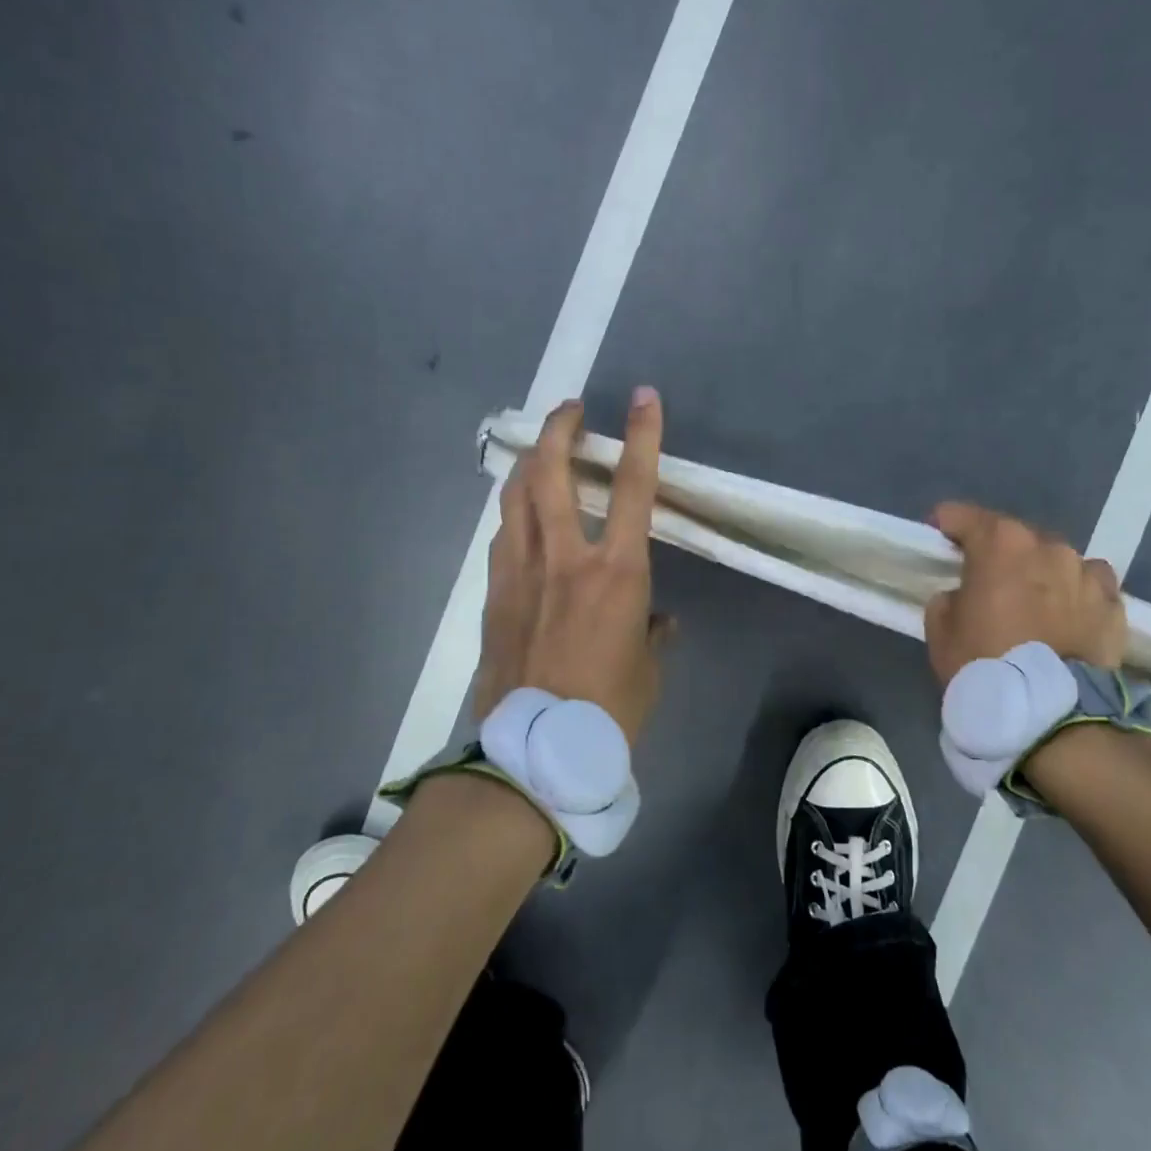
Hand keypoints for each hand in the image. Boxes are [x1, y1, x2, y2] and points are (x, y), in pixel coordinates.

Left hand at [472, 390, 672, 743]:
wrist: (534, 753)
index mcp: (617, 572)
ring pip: (516, 496)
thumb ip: (652, 633)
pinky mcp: (493, 594)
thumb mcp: (647, 669)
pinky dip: (514, 514)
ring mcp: (520, 572)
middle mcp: (565, 557)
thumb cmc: (609, 711)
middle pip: (552, 470)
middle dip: (560, 428)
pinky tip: (520, 520)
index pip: (635, 487)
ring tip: (542, 454)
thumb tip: (656, 621)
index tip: (642, 398)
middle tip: (570, 411)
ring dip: (530, 464)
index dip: (642, 435)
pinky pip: (502, 537)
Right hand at [924, 502, 1125, 683]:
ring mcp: (1086, 572)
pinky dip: (1075, 594)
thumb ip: (949, 597)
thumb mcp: (941, 629)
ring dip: (1039, 573)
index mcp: (1000, 543)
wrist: (1053, 714)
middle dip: (997, 553)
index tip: (938, 540)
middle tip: (985, 581)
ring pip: (1055, 560)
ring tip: (1031, 604)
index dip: (946, 526)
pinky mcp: (1113, 603)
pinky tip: (1067, 617)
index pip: (963, 516)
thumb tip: (965, 595)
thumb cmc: (985, 663)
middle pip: (1013, 537)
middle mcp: (1047, 546)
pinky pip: (1088, 586)